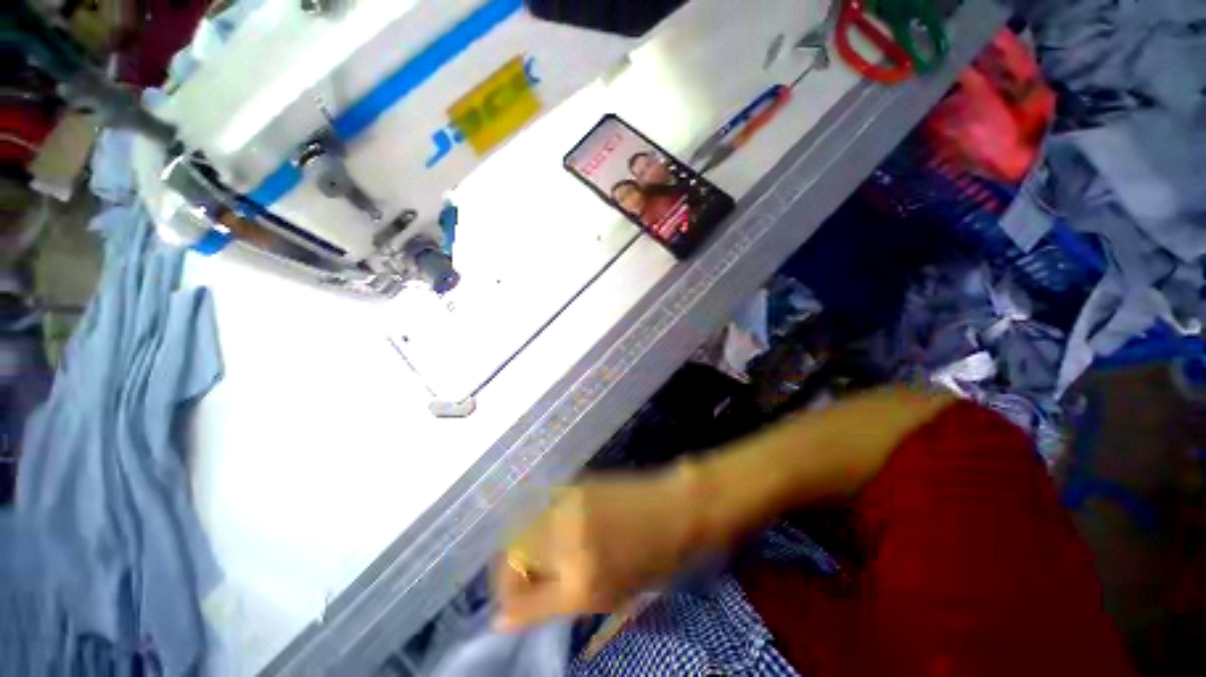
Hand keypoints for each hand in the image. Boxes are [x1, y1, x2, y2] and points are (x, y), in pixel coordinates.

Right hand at [493, 468, 700, 631]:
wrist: (672, 510)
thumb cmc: (649, 562)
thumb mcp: (605, 598)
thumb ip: (552, 606)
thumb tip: (502, 620)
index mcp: (579, 582)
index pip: (519, 597)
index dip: (509, 604)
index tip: (510, 608)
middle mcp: (568, 541)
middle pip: (513, 555)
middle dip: (513, 573)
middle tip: (531, 580)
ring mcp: (571, 507)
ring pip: (525, 530)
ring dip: (527, 547)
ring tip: (550, 555)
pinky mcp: (576, 485)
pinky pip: (544, 510)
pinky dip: (544, 526)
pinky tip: (563, 530)